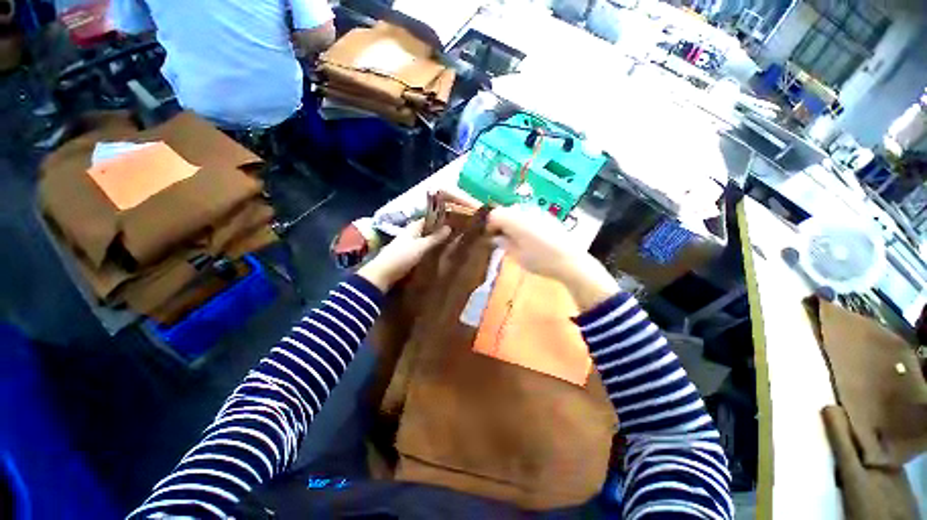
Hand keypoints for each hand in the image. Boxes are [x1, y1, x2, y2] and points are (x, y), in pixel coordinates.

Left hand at [358, 220, 450, 291]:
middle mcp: (408, 234)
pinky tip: (432, 254)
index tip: (450, 221)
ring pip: (421, 239)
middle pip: (424, 229)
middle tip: (450, 233)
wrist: (383, 273)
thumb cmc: (402, 256)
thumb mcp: (421, 246)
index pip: (426, 219)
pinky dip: (426, 249)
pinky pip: (418, 249)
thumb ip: (434, 238)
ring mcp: (405, 245)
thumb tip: (449, 227)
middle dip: (435, 230)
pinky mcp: (404, 255)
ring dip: (431, 240)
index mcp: (412, 228)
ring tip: (445, 243)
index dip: (437, 219)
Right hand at [487, 205, 618, 311]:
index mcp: (515, 220)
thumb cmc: (540, 260)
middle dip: (502, 223)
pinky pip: (530, 215)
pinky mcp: (548, 216)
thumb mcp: (516, 256)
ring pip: (518, 212)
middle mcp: (525, 211)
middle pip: (506, 211)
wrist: (570, 261)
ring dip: (513, 222)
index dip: (490, 225)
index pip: (495, 214)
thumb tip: (496, 238)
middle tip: (503, 238)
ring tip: (517, 238)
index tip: (491, 237)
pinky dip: (525, 222)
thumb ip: (504, 243)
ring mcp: (538, 212)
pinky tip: (531, 236)